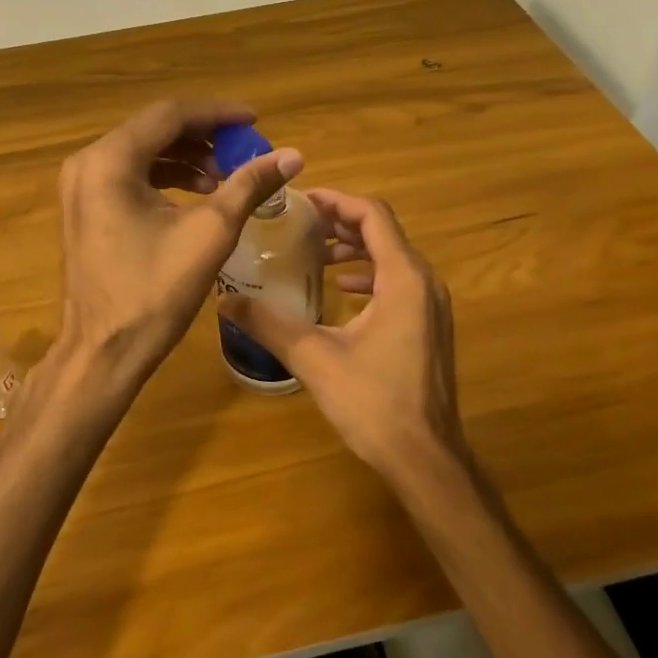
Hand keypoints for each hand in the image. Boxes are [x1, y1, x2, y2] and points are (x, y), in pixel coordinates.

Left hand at [55, 100, 303, 388]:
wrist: (104, 351)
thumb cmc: (155, 292)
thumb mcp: (210, 233)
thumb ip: (249, 185)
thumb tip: (292, 156)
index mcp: (110, 161)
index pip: (170, 115)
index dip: (218, 114)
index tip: (255, 121)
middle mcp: (87, 163)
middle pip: (153, 130)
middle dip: (203, 136)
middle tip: (244, 149)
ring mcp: (81, 187)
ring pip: (142, 152)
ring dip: (186, 157)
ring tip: (226, 176)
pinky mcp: (85, 208)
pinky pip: (129, 176)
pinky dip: (165, 177)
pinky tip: (197, 194)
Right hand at [218, 190, 464, 481]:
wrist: (424, 457)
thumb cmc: (372, 402)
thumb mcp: (314, 358)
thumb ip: (269, 324)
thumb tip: (224, 300)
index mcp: (403, 279)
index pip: (373, 216)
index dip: (337, 201)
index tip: (302, 200)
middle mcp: (425, 283)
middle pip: (385, 232)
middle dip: (342, 223)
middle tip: (301, 224)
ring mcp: (432, 306)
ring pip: (393, 257)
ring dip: (356, 249)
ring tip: (316, 254)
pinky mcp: (430, 327)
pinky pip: (400, 282)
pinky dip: (370, 275)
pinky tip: (341, 290)